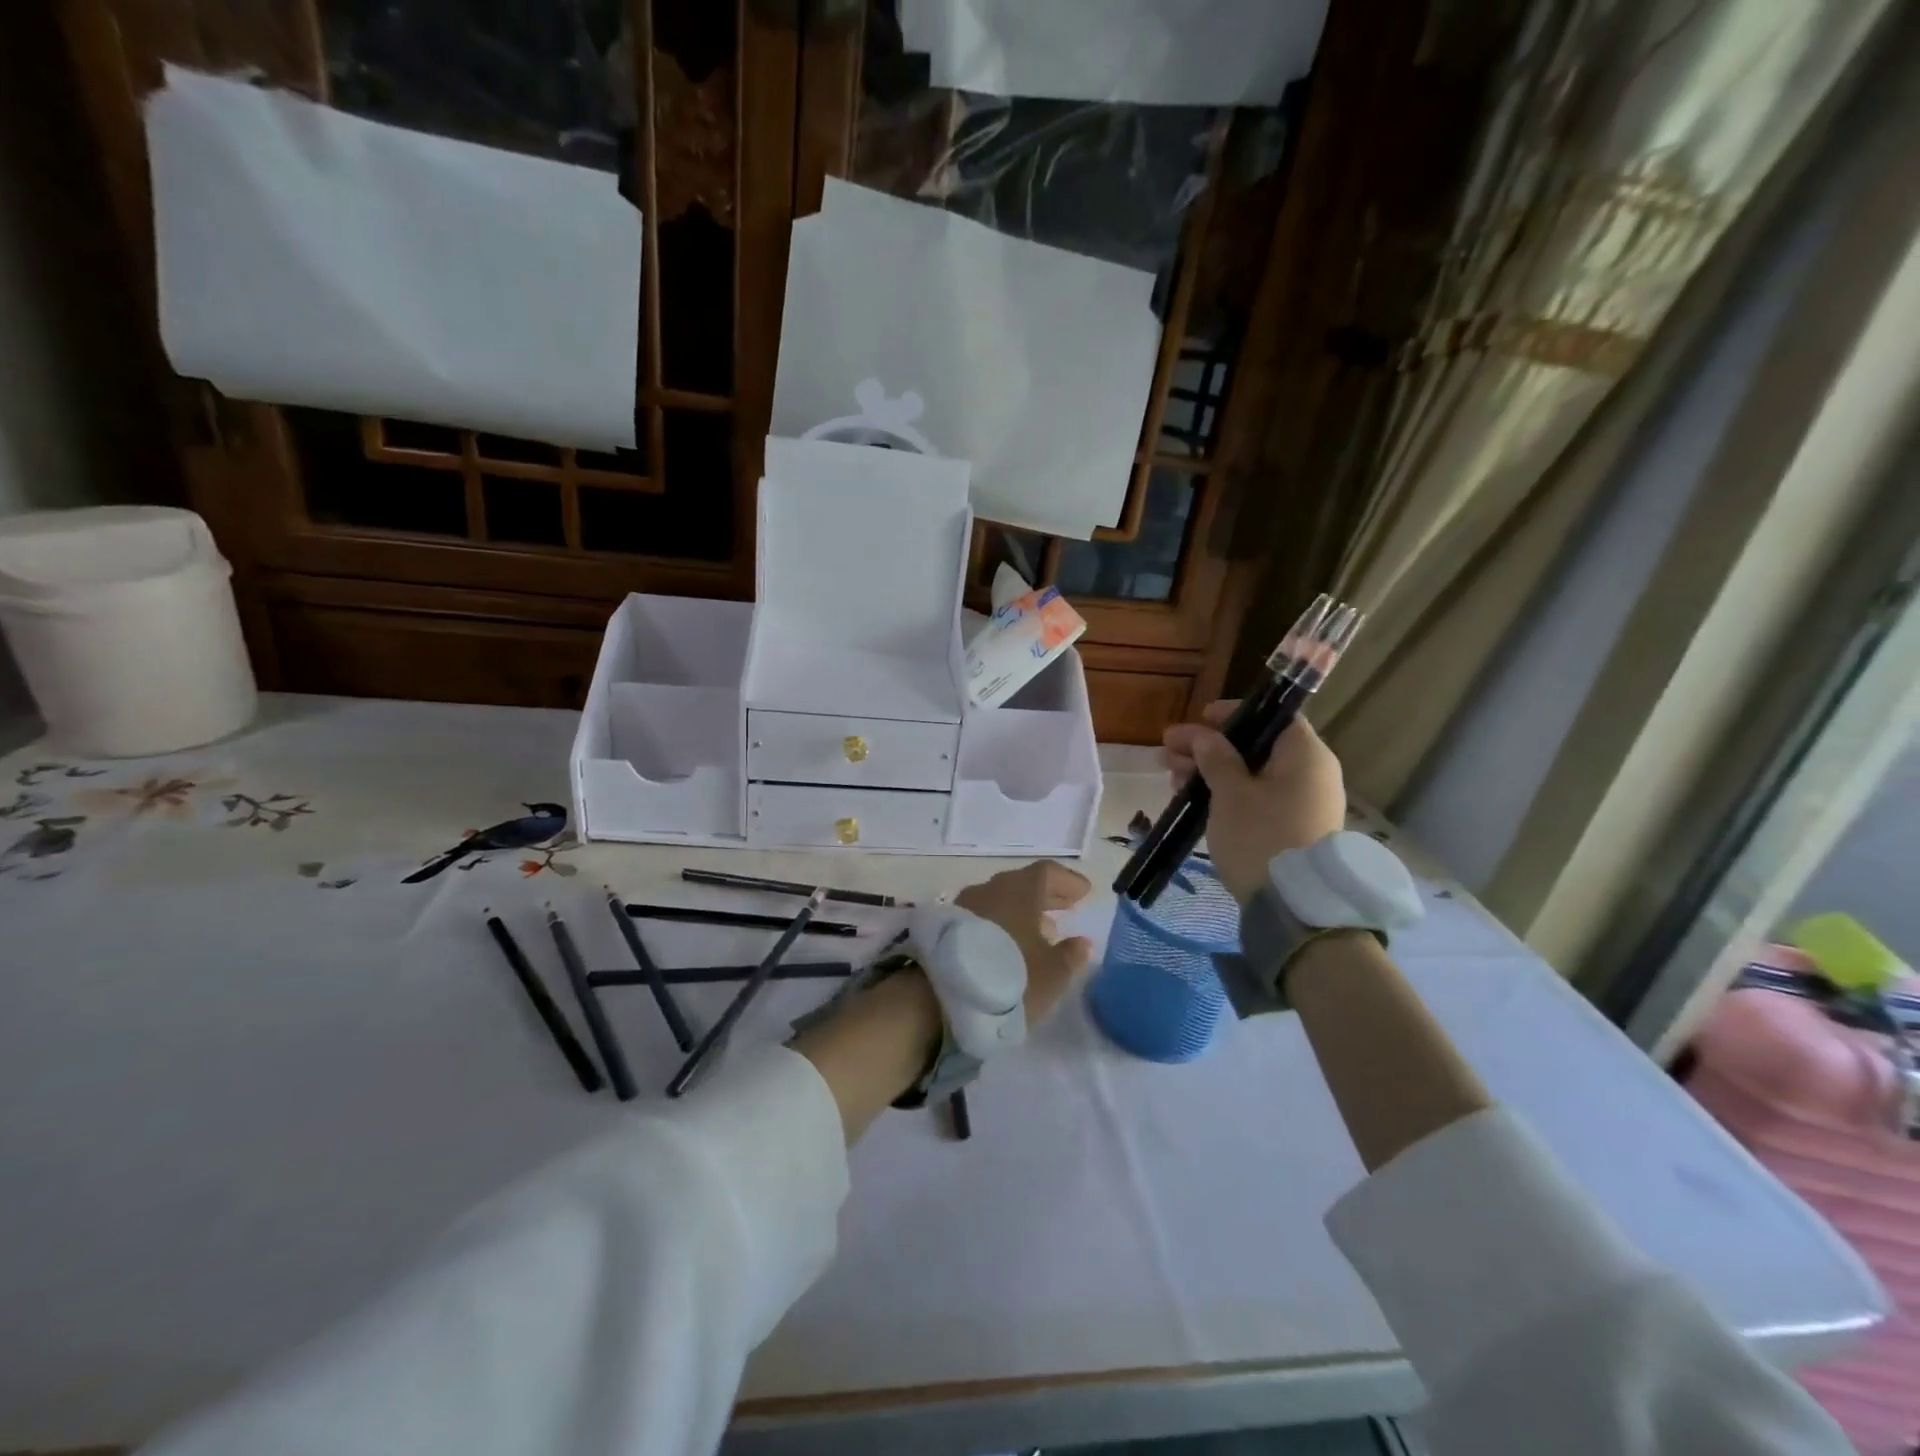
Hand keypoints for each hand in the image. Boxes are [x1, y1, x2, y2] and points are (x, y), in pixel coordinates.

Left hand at [955, 860, 1095, 1022]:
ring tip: (1041, 931)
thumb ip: (1071, 956)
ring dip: (1023, 911)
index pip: (1047, 872)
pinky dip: (1002, 923)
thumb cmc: (1008, 978)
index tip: (1084, 892)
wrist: (940, 997)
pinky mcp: (946, 927)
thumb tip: (1081, 942)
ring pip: (1000, 900)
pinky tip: (1009, 944)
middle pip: (1022, 884)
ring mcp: (964, 906)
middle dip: (1047, 895)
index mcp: (1019, 890)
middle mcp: (990, 889)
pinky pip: (983, 916)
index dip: (1067, 881)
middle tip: (1067, 907)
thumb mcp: (1052, 975)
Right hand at [1162, 702, 1346, 902]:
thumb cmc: (1261, 837)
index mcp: (1305, 755)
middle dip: (1210, 747)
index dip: (1234, 714)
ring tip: (1173, 779)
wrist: (1295, 907)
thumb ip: (1215, 757)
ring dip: (1211, 772)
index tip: (1199, 718)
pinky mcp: (1292, 830)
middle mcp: (1311, 774)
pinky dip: (1227, 795)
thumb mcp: (1230, 793)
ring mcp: (1304, 804)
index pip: (1274, 715)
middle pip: (1257, 746)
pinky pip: (1257, 799)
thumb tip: (1203, 735)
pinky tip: (1194, 800)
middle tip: (1169, 752)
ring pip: (1252, 775)